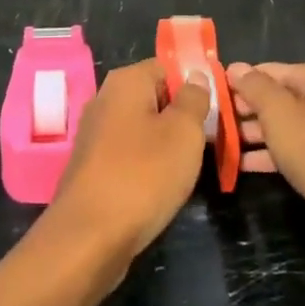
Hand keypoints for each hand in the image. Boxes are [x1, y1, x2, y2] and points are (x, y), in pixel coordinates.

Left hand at [49, 60, 209, 265]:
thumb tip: (195, 76)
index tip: (216, 111)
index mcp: (125, 81)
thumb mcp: (184, 132)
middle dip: (182, 117)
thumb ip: (194, 99)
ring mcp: (95, 134)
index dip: (195, 85)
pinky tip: (162, 187)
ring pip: (143, 128)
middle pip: (154, 97)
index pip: (168, 67)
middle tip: (208, 141)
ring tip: (189, 168)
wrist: (89, 238)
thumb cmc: (143, 175)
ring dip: (166, 145)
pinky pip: (129, 154)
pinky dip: (147, 166)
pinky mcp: (92, 167)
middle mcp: (105, 99)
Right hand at [226, 62, 304, 261]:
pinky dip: (268, 155)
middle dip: (243, 110)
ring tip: (219, 145)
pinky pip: (291, 152)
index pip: (267, 70)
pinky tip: (241, 165)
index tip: (209, 98)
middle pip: (275, 98)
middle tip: (211, 124)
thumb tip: (235, 67)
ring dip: (252, 135)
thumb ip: (254, 87)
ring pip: (281, 127)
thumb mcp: (280, 113)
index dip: (238, 82)